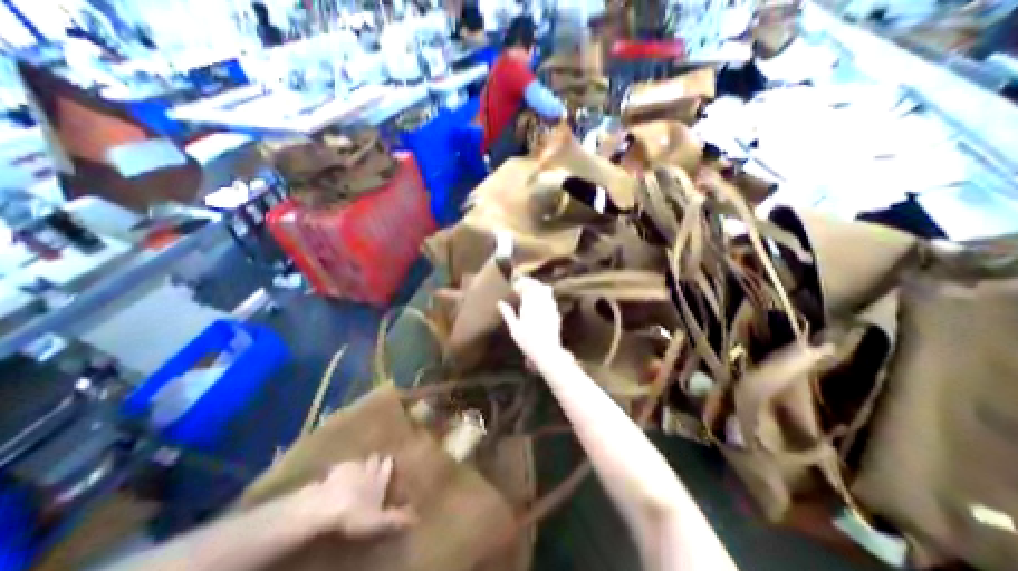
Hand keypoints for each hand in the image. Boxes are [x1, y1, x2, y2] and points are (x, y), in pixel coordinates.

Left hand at [295, 456, 416, 539]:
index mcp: (381, 479)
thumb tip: (417, 518)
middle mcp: (369, 469)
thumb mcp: (378, 522)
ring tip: (357, 472)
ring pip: (359, 462)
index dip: (389, 464)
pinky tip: (336, 478)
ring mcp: (350, 468)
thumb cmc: (355, 515)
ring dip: (359, 466)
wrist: (324, 507)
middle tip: (375, 465)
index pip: (388, 465)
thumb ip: (395, 519)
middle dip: (375, 461)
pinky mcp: (333, 472)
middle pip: (375, 459)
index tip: (391, 461)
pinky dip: (341, 471)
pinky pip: (340, 467)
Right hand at [501, 277, 568, 366]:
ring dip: (539, 287)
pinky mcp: (556, 314)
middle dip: (530, 283)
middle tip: (523, 285)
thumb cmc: (527, 341)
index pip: (527, 287)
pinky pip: (551, 299)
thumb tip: (500, 302)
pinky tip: (541, 303)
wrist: (547, 351)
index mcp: (530, 304)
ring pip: (547, 290)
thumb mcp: (514, 328)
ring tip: (531, 291)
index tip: (515, 285)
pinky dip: (546, 296)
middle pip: (538, 285)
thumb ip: (508, 313)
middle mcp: (542, 303)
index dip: (521, 284)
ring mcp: (551, 307)